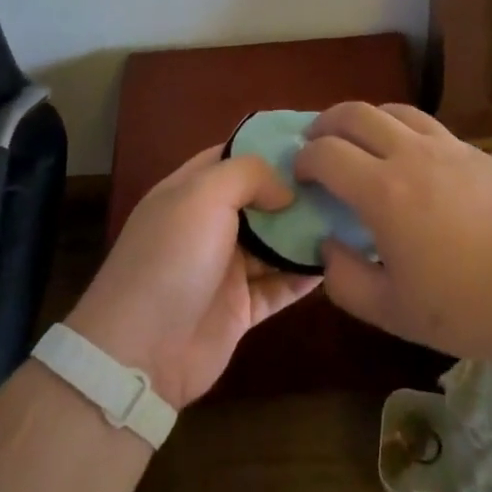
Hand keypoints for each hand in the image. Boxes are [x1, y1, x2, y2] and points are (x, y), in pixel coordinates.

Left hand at [66, 146, 320, 410]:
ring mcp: (224, 268)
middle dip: (296, 189)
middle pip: (259, 199)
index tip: (314, 140)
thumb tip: (286, 190)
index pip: (232, 156)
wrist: (141, 352)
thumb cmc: (172, 258)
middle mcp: (207, 225)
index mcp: (190, 192)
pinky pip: (280, 285)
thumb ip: (249, 175)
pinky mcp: (241, 308)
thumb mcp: (204, 195)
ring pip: (274, 242)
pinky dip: (305, 274)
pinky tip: (338, 259)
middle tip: (343, 180)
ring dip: (306, 231)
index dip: (268, 146)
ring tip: (350, 214)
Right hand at [294, 102, 491, 362]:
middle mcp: (411, 155)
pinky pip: (427, 125)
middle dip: (326, 124)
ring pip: (394, 110)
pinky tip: (410, 159)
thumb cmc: (472, 306)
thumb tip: (328, 246)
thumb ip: (346, 281)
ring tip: (360, 142)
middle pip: (356, 114)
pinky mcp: (477, 152)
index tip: (299, 175)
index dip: (304, 159)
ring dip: (365, 119)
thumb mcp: (395, 312)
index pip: (327, 153)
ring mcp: (448, 147)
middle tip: (316, 144)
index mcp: (384, 191)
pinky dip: (402, 129)